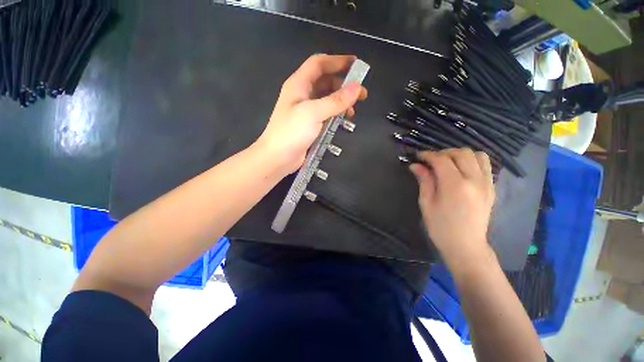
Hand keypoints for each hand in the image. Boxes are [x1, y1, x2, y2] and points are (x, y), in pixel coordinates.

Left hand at [254, 54, 367, 173]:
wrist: (277, 158)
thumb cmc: (291, 132)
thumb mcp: (314, 113)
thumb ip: (336, 100)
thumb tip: (357, 87)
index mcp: (299, 84)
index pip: (319, 64)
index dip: (337, 61)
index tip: (356, 65)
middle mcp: (302, 94)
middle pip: (325, 82)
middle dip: (343, 85)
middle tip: (361, 94)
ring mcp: (306, 111)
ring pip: (327, 99)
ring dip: (341, 102)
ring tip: (353, 111)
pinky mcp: (310, 125)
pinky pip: (325, 114)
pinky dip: (336, 115)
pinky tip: (343, 121)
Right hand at [409, 149, 495, 266]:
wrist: (466, 246)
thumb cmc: (440, 227)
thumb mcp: (426, 203)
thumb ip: (424, 181)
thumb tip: (416, 165)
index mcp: (455, 185)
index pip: (441, 160)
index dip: (427, 155)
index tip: (418, 156)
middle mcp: (474, 180)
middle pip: (460, 153)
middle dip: (443, 153)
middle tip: (431, 161)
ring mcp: (486, 184)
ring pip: (477, 155)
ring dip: (459, 155)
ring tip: (447, 163)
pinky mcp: (491, 188)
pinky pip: (485, 165)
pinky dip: (471, 161)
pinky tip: (461, 171)